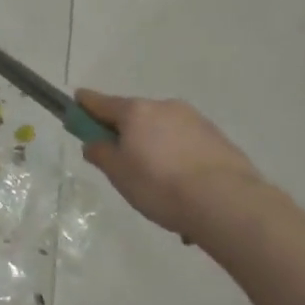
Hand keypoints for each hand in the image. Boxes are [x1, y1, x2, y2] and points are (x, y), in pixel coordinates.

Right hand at [74, 90, 278, 238]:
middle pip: (135, 117)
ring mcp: (195, 121)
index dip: (86, 104)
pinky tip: (185, 194)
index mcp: (136, 112)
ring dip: (156, 151)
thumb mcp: (119, 175)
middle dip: (127, 135)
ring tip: (161, 191)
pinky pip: (187, 147)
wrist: (227, 202)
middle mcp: (165, 107)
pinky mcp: (218, 139)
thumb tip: (95, 143)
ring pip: (164, 133)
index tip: (76, 102)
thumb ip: (102, 154)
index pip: (101, 102)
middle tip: (123, 166)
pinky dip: (180, 163)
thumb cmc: (160, 186)